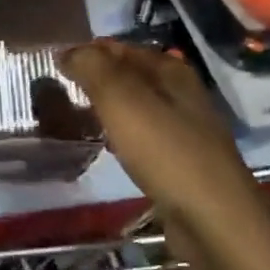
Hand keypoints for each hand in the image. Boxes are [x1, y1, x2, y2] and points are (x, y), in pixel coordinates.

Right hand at [55, 41, 258, 218]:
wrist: (215, 222)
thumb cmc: (166, 152)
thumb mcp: (122, 100)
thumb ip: (93, 68)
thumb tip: (68, 51)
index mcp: (171, 71)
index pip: (120, 48)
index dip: (88, 51)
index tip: (54, 62)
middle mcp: (181, 95)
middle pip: (130, 76)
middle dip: (96, 78)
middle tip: (57, 88)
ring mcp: (184, 130)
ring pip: (136, 107)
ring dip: (107, 108)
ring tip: (74, 115)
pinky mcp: (181, 163)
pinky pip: (142, 137)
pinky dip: (120, 135)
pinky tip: (106, 146)